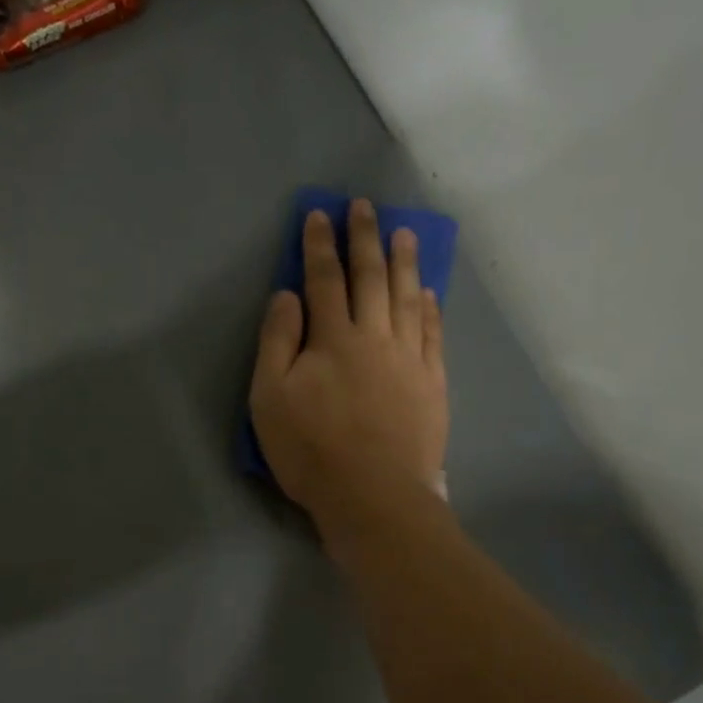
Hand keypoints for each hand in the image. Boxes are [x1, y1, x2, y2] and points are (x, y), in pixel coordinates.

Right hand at [249, 200, 448, 526]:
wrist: (374, 495)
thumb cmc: (311, 450)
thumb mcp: (270, 399)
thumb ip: (277, 343)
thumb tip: (287, 296)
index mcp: (332, 339)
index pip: (323, 280)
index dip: (319, 246)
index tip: (319, 214)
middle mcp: (374, 337)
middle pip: (370, 278)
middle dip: (364, 239)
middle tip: (365, 207)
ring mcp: (409, 358)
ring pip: (406, 298)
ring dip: (403, 262)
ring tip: (405, 233)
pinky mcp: (431, 383)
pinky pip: (432, 333)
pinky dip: (428, 307)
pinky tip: (427, 291)